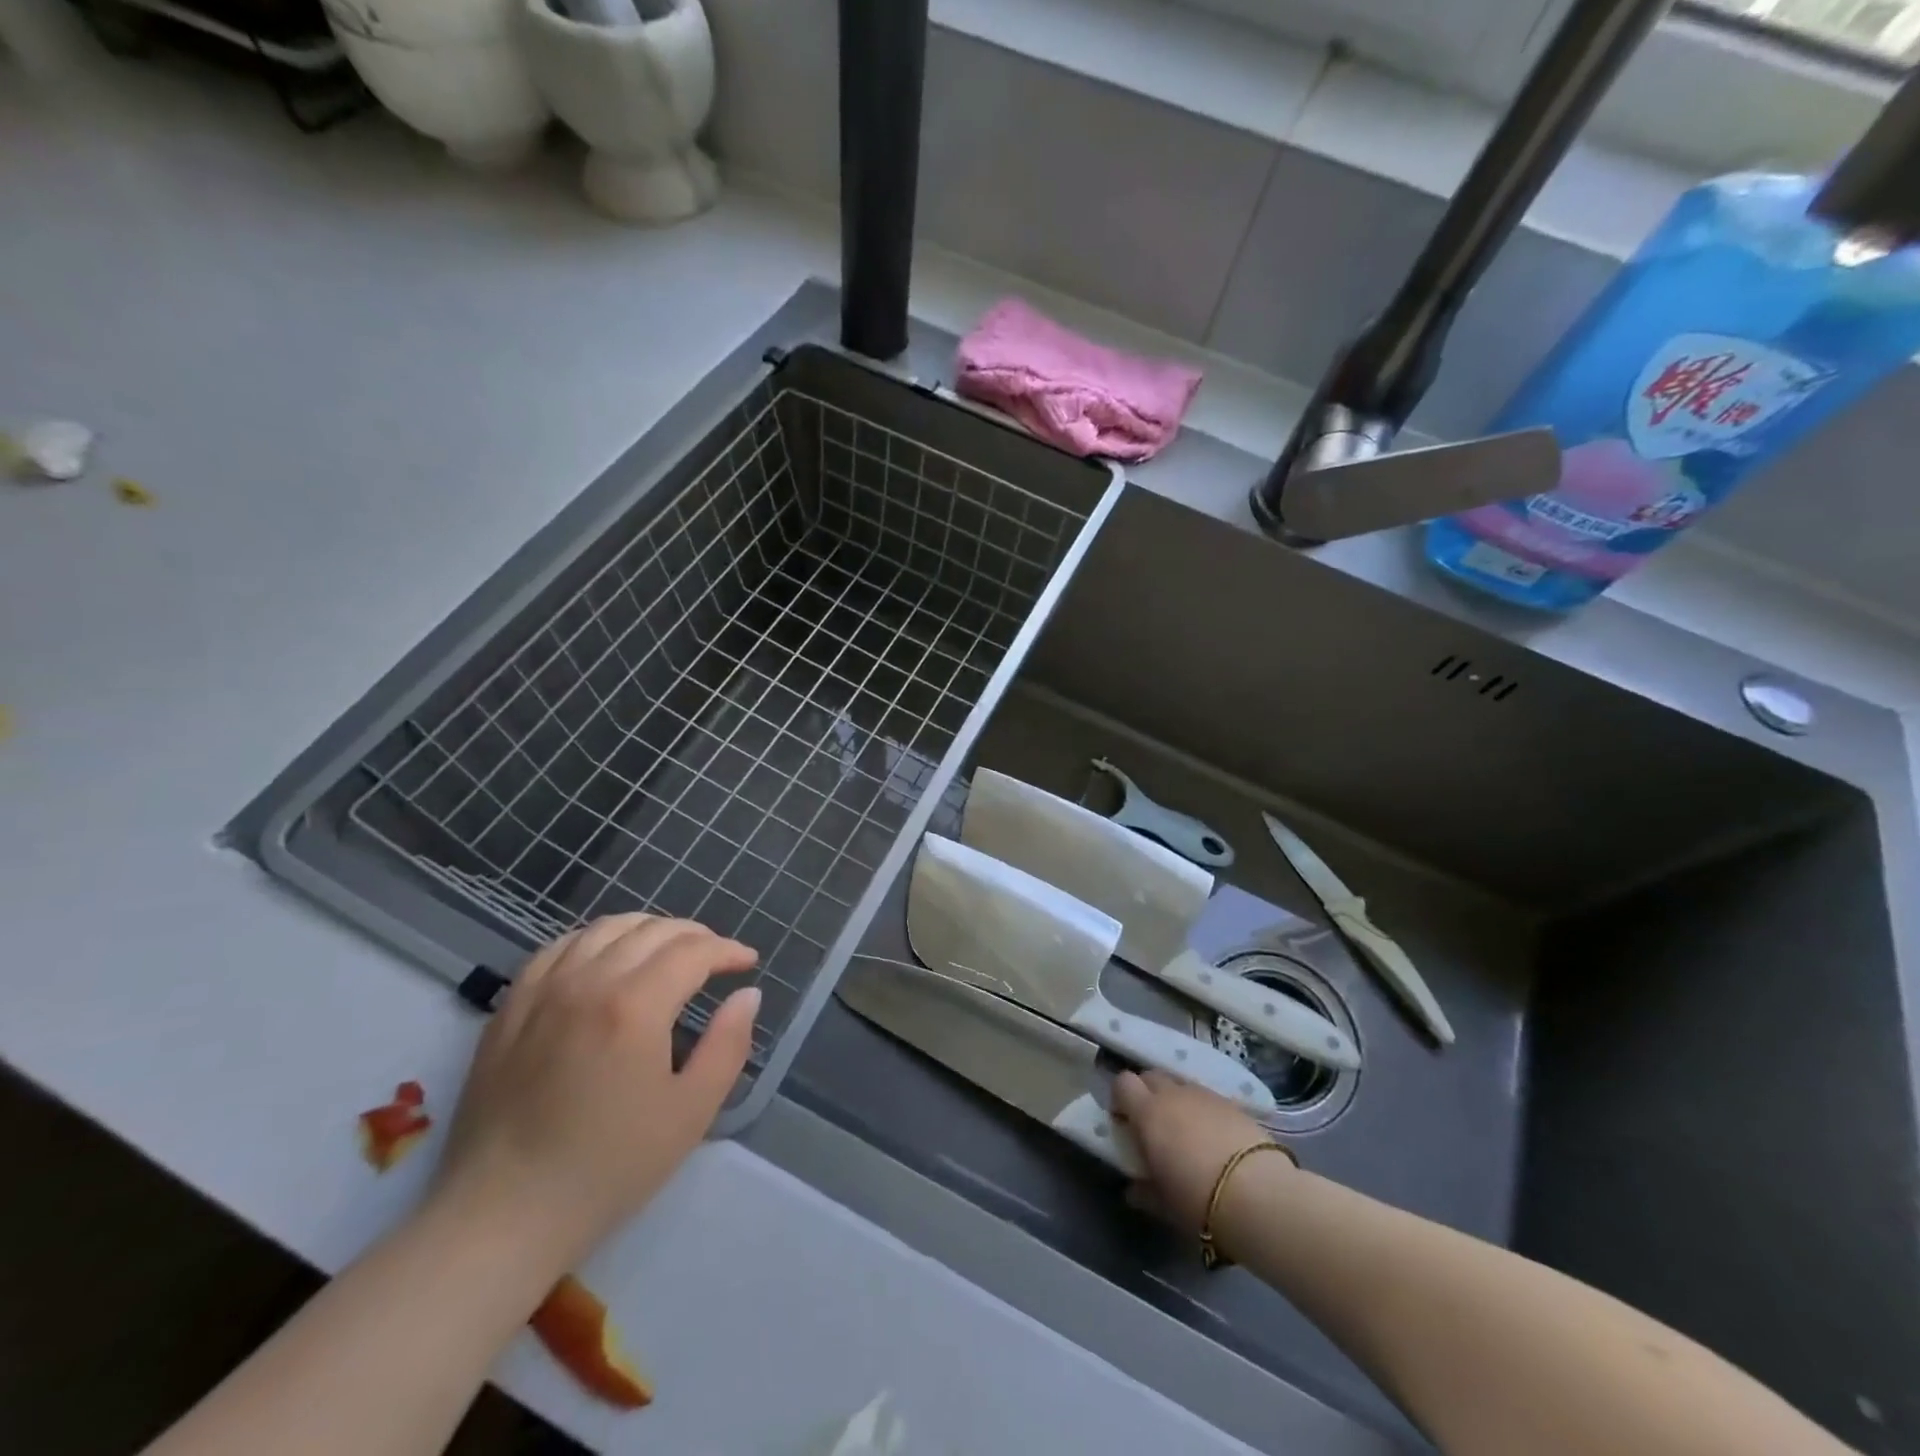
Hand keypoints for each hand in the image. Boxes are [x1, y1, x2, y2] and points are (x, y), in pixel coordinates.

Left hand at [427, 914, 759, 1272]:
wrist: (502, 1216)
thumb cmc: (608, 1168)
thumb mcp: (690, 1112)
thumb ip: (728, 1045)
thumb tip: (747, 995)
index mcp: (634, 1006)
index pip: (693, 952)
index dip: (727, 950)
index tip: (747, 963)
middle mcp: (587, 981)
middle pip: (652, 931)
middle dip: (694, 935)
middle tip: (715, 957)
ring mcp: (542, 990)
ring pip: (604, 928)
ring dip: (647, 929)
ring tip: (667, 950)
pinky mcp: (511, 1008)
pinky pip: (558, 948)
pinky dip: (594, 940)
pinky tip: (605, 958)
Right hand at [1110, 1069, 1278, 1233]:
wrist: (1258, 1195)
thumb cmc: (1198, 1200)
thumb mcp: (1164, 1203)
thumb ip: (1144, 1191)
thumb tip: (1133, 1190)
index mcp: (1148, 1113)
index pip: (1123, 1083)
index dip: (1121, 1098)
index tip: (1124, 1121)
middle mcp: (1173, 1095)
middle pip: (1151, 1076)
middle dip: (1147, 1093)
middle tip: (1152, 1124)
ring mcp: (1204, 1095)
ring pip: (1180, 1085)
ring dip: (1176, 1101)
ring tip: (1186, 1132)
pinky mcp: (1232, 1103)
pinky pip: (1207, 1098)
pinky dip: (1202, 1110)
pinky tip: (1214, 1138)